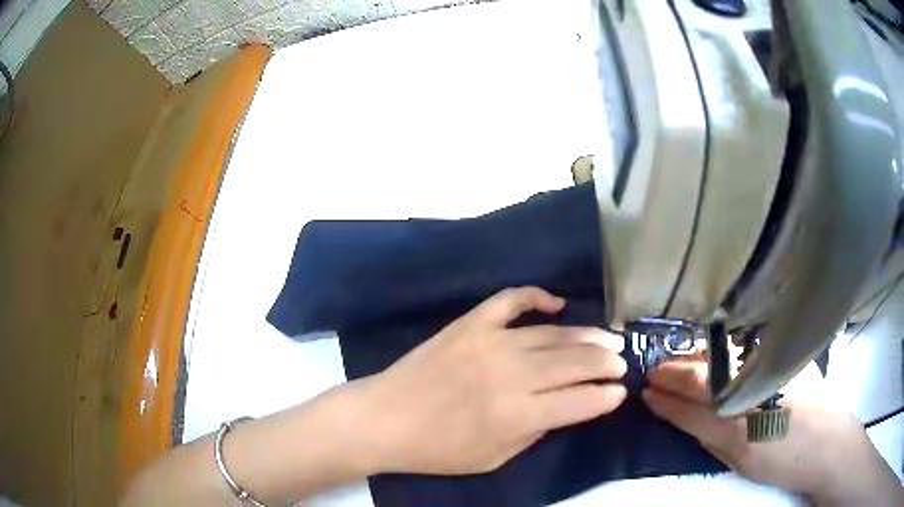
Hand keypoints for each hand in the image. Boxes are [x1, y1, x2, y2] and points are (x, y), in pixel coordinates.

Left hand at [358, 287, 627, 474]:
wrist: (385, 418)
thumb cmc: (437, 450)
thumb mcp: (493, 459)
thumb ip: (534, 432)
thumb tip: (563, 407)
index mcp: (516, 414)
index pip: (579, 401)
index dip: (605, 397)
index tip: (619, 393)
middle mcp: (510, 374)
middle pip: (573, 362)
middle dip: (605, 362)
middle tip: (621, 362)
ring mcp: (489, 342)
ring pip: (552, 334)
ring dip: (587, 336)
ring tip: (608, 339)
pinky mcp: (469, 324)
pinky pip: (510, 300)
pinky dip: (536, 296)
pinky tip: (557, 303)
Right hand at [642, 361, 903, 504]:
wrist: (831, 444)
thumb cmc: (786, 461)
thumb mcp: (743, 461)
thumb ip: (711, 437)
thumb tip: (683, 417)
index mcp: (741, 425)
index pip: (692, 406)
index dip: (667, 399)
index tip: (646, 392)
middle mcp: (755, 388)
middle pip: (706, 374)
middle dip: (675, 372)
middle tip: (654, 371)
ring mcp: (774, 365)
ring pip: (725, 356)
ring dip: (697, 358)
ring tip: (677, 362)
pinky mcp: (788, 354)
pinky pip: (745, 349)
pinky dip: (723, 352)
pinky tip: (713, 353)